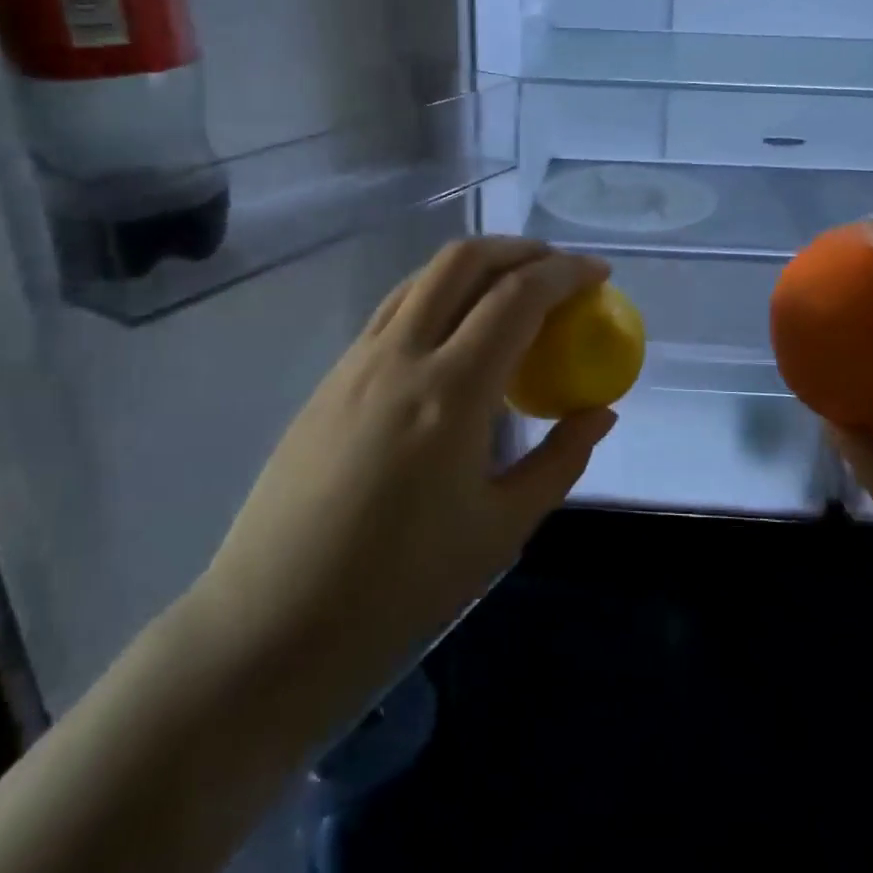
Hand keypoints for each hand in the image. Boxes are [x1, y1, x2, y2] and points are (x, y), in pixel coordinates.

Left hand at [186, 238, 615, 724]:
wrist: (271, 624)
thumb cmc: (399, 589)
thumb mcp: (501, 529)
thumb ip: (561, 459)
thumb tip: (601, 412)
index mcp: (451, 393)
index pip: (517, 298)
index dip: (566, 273)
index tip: (599, 274)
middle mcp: (400, 357)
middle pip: (463, 261)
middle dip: (520, 248)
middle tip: (559, 269)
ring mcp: (356, 362)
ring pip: (422, 278)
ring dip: (476, 265)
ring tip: (513, 289)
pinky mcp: (331, 378)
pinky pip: (394, 310)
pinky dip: (439, 295)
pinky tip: (456, 333)